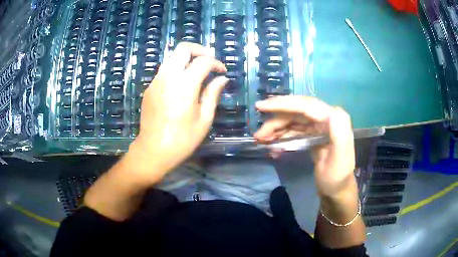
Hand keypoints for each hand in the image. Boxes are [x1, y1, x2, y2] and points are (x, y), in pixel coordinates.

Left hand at [129, 42, 228, 178]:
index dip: (216, 63)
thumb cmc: (182, 139)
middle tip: (209, 60)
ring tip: (197, 70)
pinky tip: (182, 84)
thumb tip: (222, 79)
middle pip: (183, 49)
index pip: (203, 61)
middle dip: (199, 50)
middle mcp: (168, 77)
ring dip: (186, 59)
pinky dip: (176, 69)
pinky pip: (164, 70)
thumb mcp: (204, 119)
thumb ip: (213, 94)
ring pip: (172, 57)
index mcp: (185, 85)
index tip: (222, 71)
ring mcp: (156, 81)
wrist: (153, 150)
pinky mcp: (149, 88)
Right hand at [254, 96, 355, 198]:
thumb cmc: (337, 176)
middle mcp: (325, 118)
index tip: (261, 107)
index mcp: (334, 118)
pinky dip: (281, 136)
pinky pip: (293, 130)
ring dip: (276, 129)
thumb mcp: (340, 157)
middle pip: (296, 111)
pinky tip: (273, 146)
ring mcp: (318, 126)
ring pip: (292, 121)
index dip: (283, 104)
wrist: (336, 190)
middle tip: (258, 133)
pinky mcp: (312, 135)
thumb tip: (331, 110)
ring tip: (262, 141)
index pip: (306, 106)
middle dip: (275, 120)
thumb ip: (339, 132)